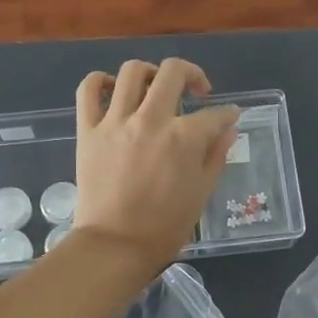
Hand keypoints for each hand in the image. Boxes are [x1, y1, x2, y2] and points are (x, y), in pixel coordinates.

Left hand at [70, 58, 239, 268]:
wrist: (114, 246)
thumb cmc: (165, 225)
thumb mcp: (202, 191)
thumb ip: (216, 154)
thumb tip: (228, 128)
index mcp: (183, 137)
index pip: (214, 113)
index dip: (227, 113)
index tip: (228, 116)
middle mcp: (150, 119)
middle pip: (173, 72)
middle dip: (192, 74)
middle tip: (196, 90)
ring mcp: (115, 121)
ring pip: (132, 72)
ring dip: (150, 73)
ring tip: (155, 87)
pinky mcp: (88, 130)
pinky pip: (88, 90)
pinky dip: (100, 81)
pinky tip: (112, 89)